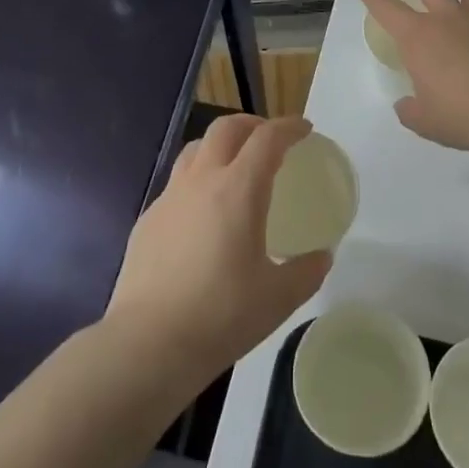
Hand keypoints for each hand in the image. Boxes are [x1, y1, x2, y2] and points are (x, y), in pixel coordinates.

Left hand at [106, 114, 330, 384]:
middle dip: (252, 124)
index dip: (289, 127)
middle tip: (270, 141)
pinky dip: (197, 181)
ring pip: (195, 149)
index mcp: (238, 189)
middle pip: (225, 128)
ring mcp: (169, 198)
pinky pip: (176, 184)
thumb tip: (321, 257)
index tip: (305, 130)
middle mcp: (201, 180)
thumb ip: (307, 271)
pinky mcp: (147, 220)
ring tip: (234, 168)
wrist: (148, 343)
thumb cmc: (221, 315)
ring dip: (220, 146)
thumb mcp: (279, 297)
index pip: (267, 138)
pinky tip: (202, 214)